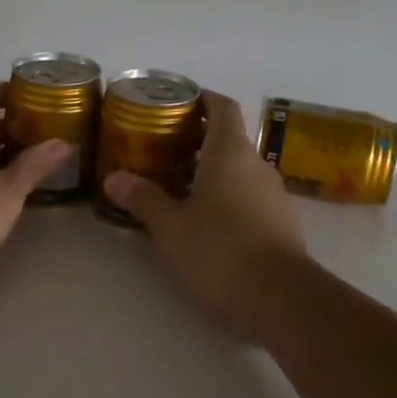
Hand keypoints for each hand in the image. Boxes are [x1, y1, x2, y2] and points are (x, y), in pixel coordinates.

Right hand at [101, 91, 307, 335]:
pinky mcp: (282, 224)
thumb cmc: (220, 250)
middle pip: (229, 138)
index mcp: (230, 152)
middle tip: (163, 148)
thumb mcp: (171, 226)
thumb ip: (143, 199)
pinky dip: (227, 196)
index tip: (178, 101)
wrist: (282, 300)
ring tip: (178, 185)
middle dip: (198, 139)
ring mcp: (274, 195)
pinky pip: (249, 196)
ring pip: (239, 169)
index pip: (222, 107)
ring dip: (212, 170)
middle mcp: (256, 165)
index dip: (203, 98)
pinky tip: (205, 220)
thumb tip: (114, 178)